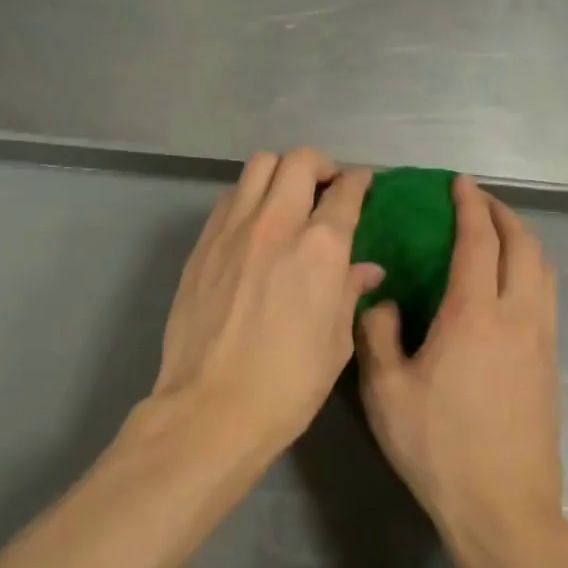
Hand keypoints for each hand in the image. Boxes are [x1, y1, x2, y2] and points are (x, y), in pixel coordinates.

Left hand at [153, 149, 384, 456]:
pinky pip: (229, 198)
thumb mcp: (335, 342)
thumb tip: (365, 268)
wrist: (212, 406)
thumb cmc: (288, 384)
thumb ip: (349, 292)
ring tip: (287, 199)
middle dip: (319, 165)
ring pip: (257, 166)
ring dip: (279, 172)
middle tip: (326, 188)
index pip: (345, 191)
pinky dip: (248, 196)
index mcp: (320, 247)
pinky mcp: (202, 244)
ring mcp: (231, 230)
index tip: (363, 184)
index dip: (359, 182)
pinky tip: (254, 224)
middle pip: (298, 160)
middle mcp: (275, 224)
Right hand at [356, 175, 562, 551]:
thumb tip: (383, 299)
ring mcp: (541, 341)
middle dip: (503, 215)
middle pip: (524, 247)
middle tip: (476, 201)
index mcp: (474, 316)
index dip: (469, 207)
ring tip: (495, 233)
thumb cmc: (437, 446)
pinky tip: (506, 283)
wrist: (503, 507)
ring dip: (522, 240)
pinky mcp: (550, 364)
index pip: (479, 243)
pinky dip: (530, 269)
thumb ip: (378, 334)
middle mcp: (517, 318)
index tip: (458, 183)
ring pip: (544, 270)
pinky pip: (546, 296)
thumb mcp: (385, 390)